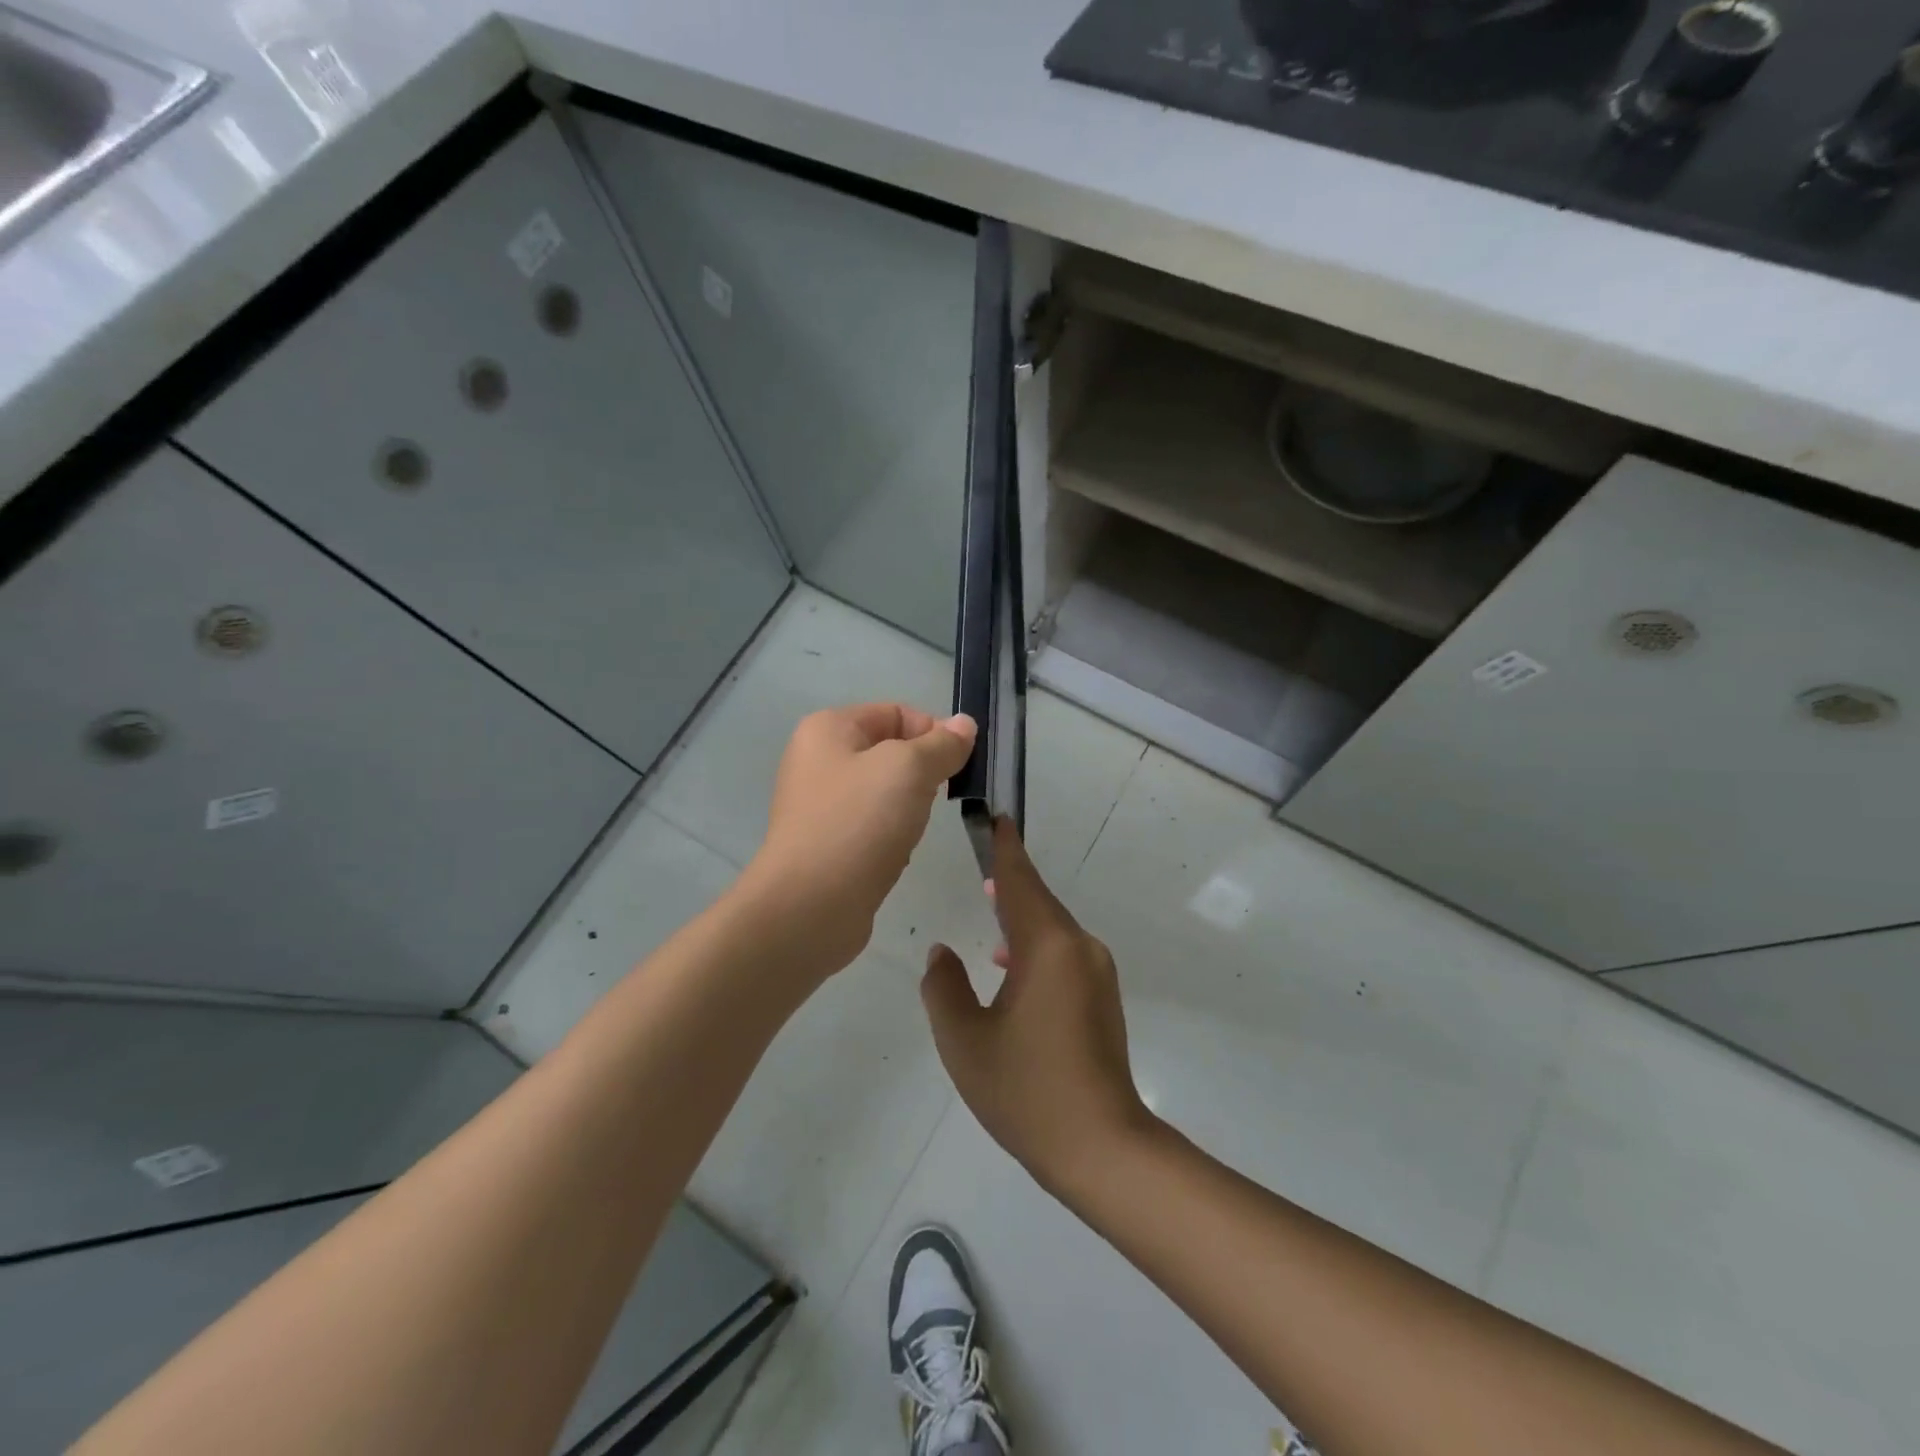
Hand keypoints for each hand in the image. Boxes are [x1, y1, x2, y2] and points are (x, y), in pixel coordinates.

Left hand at [743, 703, 976, 972]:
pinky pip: (872, 828)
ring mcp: (819, 805)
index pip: (896, 713)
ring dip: (909, 809)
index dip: (932, 732)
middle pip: (890, 752)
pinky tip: (895, 857)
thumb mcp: (909, 770)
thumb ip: (942, 744)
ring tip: (910, 832)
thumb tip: (964, 724)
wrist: (810, 906)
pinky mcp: (826, 844)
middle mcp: (817, 760)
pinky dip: (891, 838)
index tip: (957, 765)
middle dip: (922, 774)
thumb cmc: (859, 823)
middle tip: (935, 800)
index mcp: (828, 728)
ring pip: (885, 793)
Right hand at [921, 817, 1157, 1197]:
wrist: (1104, 1148)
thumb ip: (943, 987)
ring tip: (987, 914)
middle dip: (1007, 882)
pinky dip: (1034, 947)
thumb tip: (942, 952)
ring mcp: (1097, 973)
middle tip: (978, 863)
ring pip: (1051, 930)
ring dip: (1019, 918)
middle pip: (1037, 901)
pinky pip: (1063, 954)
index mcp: (1048, 947)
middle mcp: (1079, 948)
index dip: (1003, 848)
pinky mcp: (1102, 998)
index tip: (993, 817)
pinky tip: (1009, 969)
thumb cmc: (1027, 1090)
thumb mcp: (965, 1041)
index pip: (1019, 881)